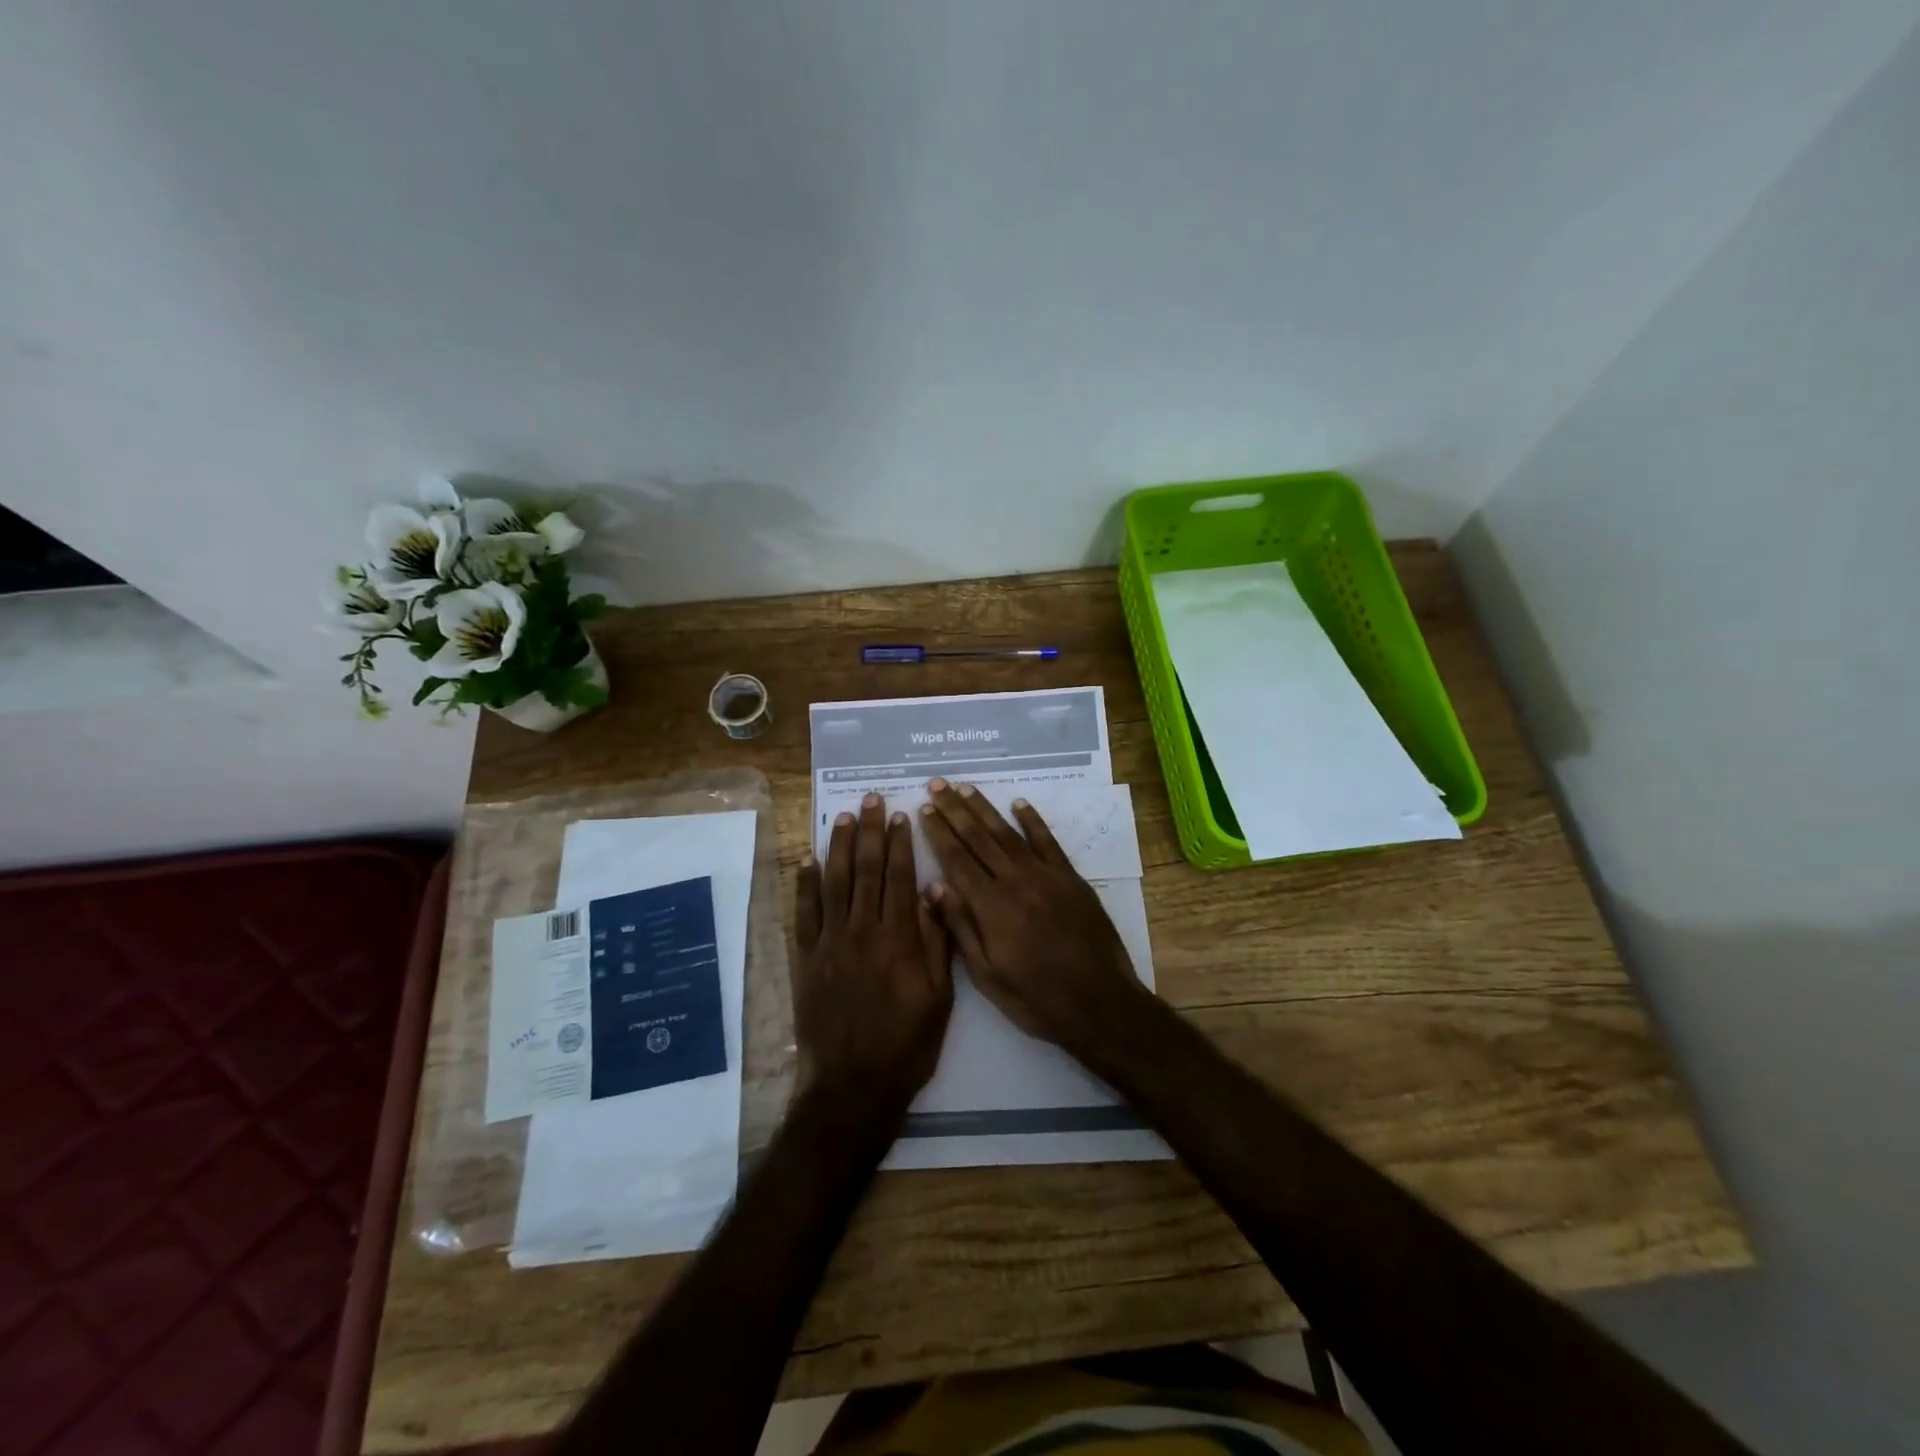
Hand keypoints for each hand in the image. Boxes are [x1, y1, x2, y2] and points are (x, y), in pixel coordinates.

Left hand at [794, 792, 952, 1118]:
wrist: (854, 1085)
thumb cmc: (907, 1044)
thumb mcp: (940, 998)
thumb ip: (938, 943)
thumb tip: (937, 893)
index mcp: (899, 938)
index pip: (900, 877)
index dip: (901, 844)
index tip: (901, 816)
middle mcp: (863, 930)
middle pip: (866, 870)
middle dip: (870, 831)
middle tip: (872, 800)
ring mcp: (830, 943)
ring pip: (834, 882)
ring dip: (839, 846)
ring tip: (844, 816)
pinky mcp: (806, 959)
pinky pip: (804, 913)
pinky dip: (804, 884)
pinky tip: (807, 860)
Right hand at [918, 778, 1147, 1054]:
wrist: (1099, 1003)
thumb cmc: (1036, 998)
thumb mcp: (987, 975)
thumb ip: (961, 928)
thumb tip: (934, 886)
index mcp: (990, 907)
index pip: (957, 859)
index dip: (938, 832)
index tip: (924, 809)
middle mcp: (1015, 882)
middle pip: (979, 838)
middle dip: (955, 810)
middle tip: (937, 784)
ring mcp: (1046, 876)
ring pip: (1009, 833)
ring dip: (985, 808)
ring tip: (965, 788)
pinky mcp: (1071, 879)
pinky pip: (1048, 842)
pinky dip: (1032, 821)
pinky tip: (1019, 804)